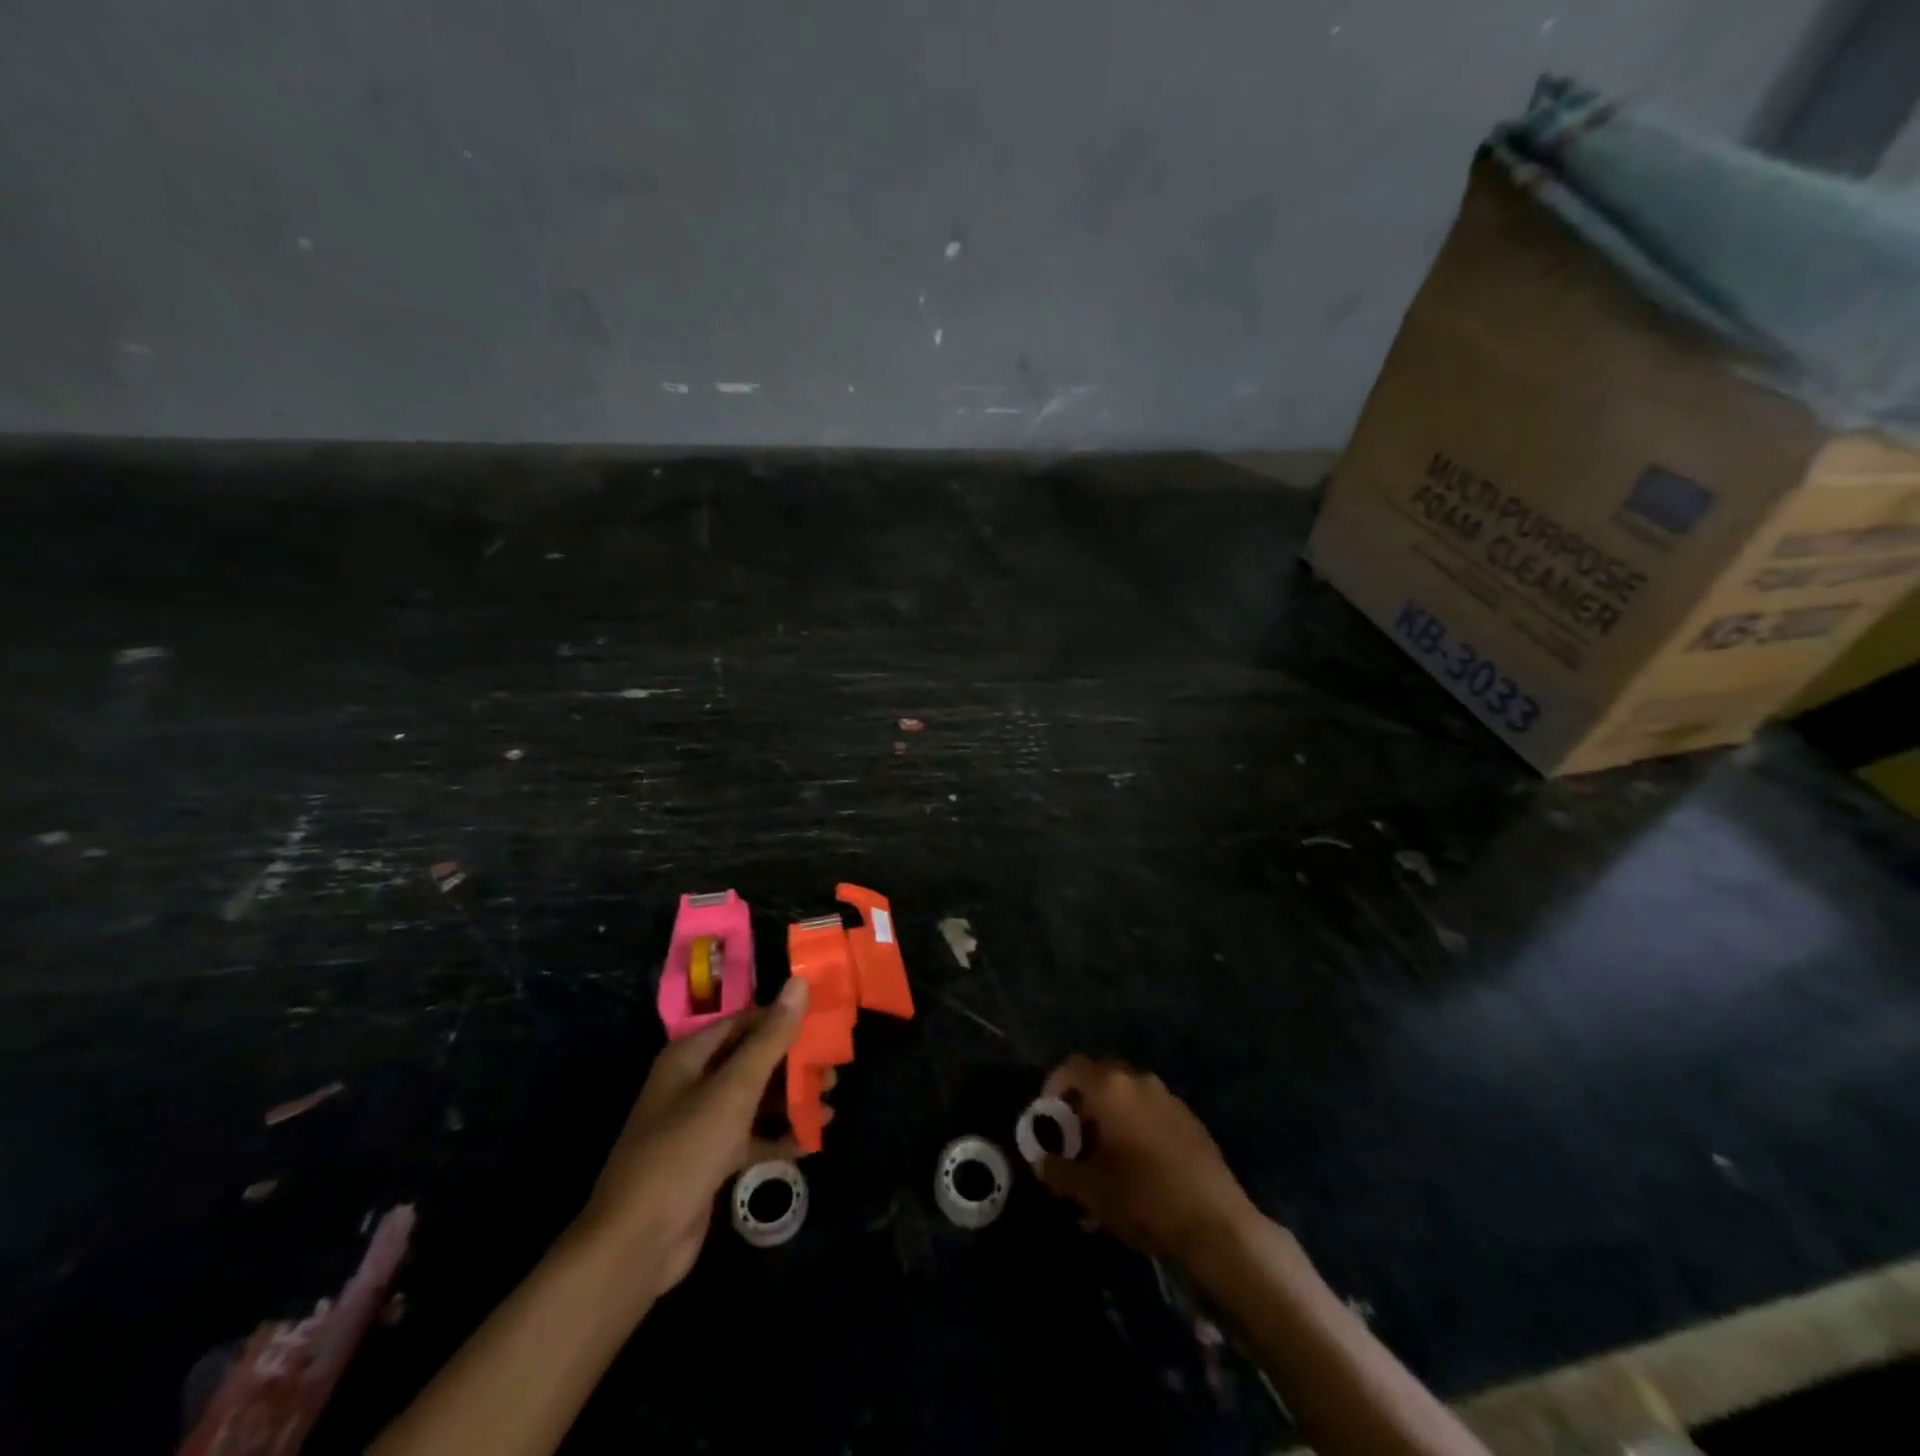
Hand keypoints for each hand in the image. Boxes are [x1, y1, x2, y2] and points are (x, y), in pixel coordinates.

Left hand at [573, 977, 810, 1298]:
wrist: (636, 1245)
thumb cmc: (685, 1150)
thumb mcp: (734, 1089)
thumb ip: (771, 1038)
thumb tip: (799, 982)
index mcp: (690, 1056)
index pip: (745, 1022)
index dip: (784, 1020)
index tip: (824, 1024)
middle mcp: (693, 1083)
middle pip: (752, 1060)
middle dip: (793, 1065)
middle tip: (834, 1071)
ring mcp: (700, 1124)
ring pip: (754, 1100)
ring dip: (790, 1101)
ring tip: (829, 1106)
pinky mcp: (709, 1162)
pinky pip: (751, 1138)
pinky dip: (778, 1137)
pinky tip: (811, 1142)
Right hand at [1035, 1055, 1259, 1264]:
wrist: (1215, 1223)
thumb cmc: (1142, 1197)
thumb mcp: (1089, 1190)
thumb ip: (1058, 1170)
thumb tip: (1041, 1162)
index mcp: (1111, 1087)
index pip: (1071, 1068)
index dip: (1052, 1088)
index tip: (1046, 1119)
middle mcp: (1139, 1081)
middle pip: (1100, 1080)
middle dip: (1082, 1107)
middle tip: (1073, 1141)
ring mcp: (1168, 1099)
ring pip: (1126, 1099)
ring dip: (1109, 1121)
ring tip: (1102, 1163)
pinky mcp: (1190, 1121)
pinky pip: (1150, 1114)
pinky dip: (1134, 1130)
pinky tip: (1135, 1170)